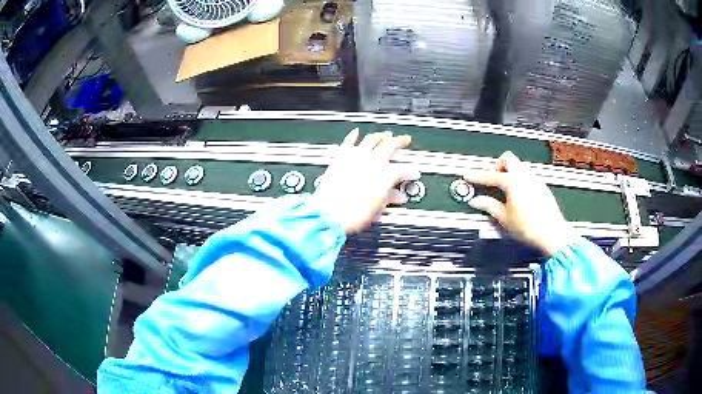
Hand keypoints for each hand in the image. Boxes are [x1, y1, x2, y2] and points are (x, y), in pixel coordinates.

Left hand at [309, 128, 419, 233]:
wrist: (329, 215)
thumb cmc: (353, 215)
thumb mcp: (377, 209)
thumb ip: (389, 198)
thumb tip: (397, 196)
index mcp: (383, 176)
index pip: (402, 169)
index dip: (410, 170)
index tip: (414, 172)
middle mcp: (370, 163)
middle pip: (389, 146)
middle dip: (399, 141)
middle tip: (405, 139)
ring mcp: (354, 159)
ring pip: (370, 140)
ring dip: (380, 136)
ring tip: (385, 134)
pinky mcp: (340, 159)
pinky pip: (348, 143)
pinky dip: (353, 136)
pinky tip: (356, 132)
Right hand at [463, 151, 577, 255]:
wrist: (552, 234)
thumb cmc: (530, 227)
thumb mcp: (504, 218)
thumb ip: (489, 206)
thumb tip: (477, 201)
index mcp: (514, 182)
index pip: (491, 175)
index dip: (477, 176)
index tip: (468, 176)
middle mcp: (525, 176)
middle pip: (507, 158)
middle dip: (496, 165)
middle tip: (489, 178)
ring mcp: (535, 180)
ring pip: (518, 165)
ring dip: (508, 171)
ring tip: (502, 188)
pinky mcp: (542, 187)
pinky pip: (527, 175)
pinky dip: (518, 179)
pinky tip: (516, 194)